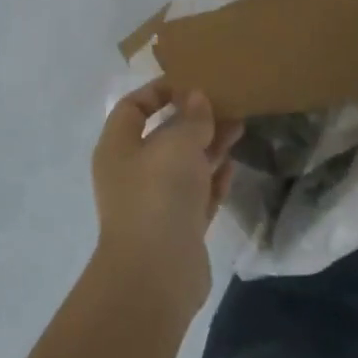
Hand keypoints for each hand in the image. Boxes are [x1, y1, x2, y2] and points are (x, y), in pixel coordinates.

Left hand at [91, 81, 240, 320]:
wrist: (156, 275)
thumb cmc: (158, 194)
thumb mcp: (178, 144)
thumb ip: (191, 117)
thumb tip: (196, 97)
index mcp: (118, 147)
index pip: (133, 107)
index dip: (159, 91)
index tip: (192, 82)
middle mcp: (132, 172)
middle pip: (163, 136)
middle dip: (194, 119)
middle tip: (227, 104)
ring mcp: (155, 203)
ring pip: (184, 165)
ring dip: (209, 146)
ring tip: (239, 127)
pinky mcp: (178, 229)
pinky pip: (197, 195)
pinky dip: (213, 179)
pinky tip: (232, 165)